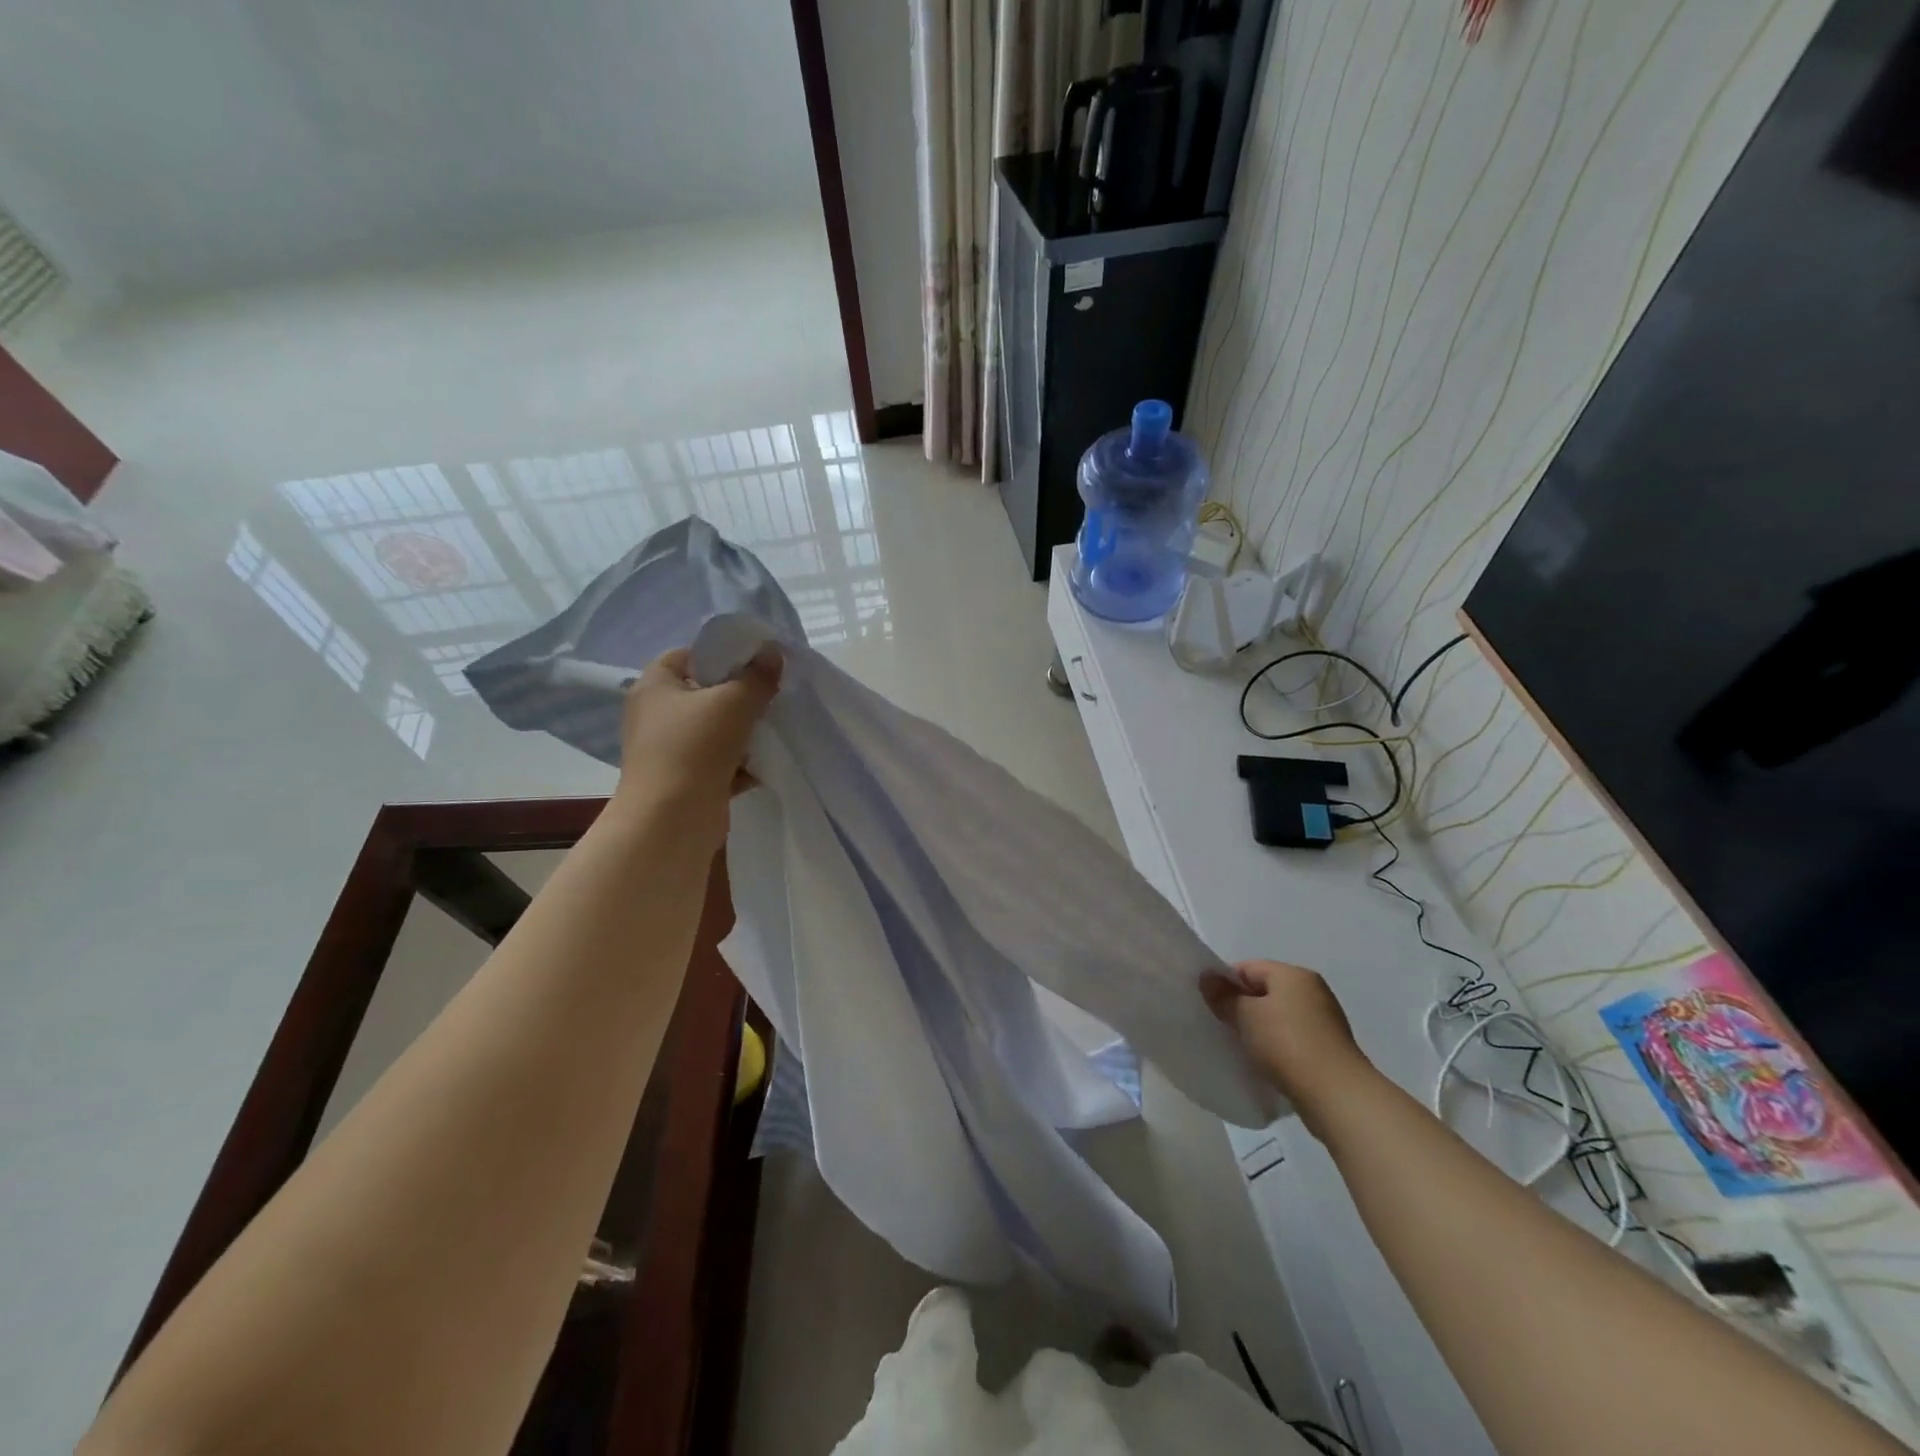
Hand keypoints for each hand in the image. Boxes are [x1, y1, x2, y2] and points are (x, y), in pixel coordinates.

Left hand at [611, 646, 781, 824]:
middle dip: (740, 696)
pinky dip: (740, 763)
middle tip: (772, 694)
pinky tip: (766, 764)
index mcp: (655, 686)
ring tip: (775, 728)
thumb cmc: (694, 748)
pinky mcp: (685, 780)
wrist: (672, 820)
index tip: (756, 662)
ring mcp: (669, 750)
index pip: (688, 655)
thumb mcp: (733, 702)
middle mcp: (655, 715)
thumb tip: (773, 652)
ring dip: (744, 732)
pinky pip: (718, 762)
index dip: (722, 654)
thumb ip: (757, 676)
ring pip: (714, 730)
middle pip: (704, 694)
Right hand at [1203, 959, 1373, 1135]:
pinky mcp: (1330, 1048)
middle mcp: (1313, 990)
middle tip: (1221, 1026)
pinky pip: (1293, 1038)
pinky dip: (1277, 1045)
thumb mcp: (1246, 1016)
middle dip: (1242, 1006)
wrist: (1337, 1096)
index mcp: (1294, 974)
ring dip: (1260, 1028)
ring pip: (1279, 1016)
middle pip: (1265, 991)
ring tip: (1241, 1047)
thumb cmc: (1286, 1044)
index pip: (1248, 968)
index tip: (1210, 1006)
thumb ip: (1223, 996)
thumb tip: (1207, 978)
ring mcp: (1325, 1020)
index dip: (1225, 983)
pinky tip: (1265, 1062)